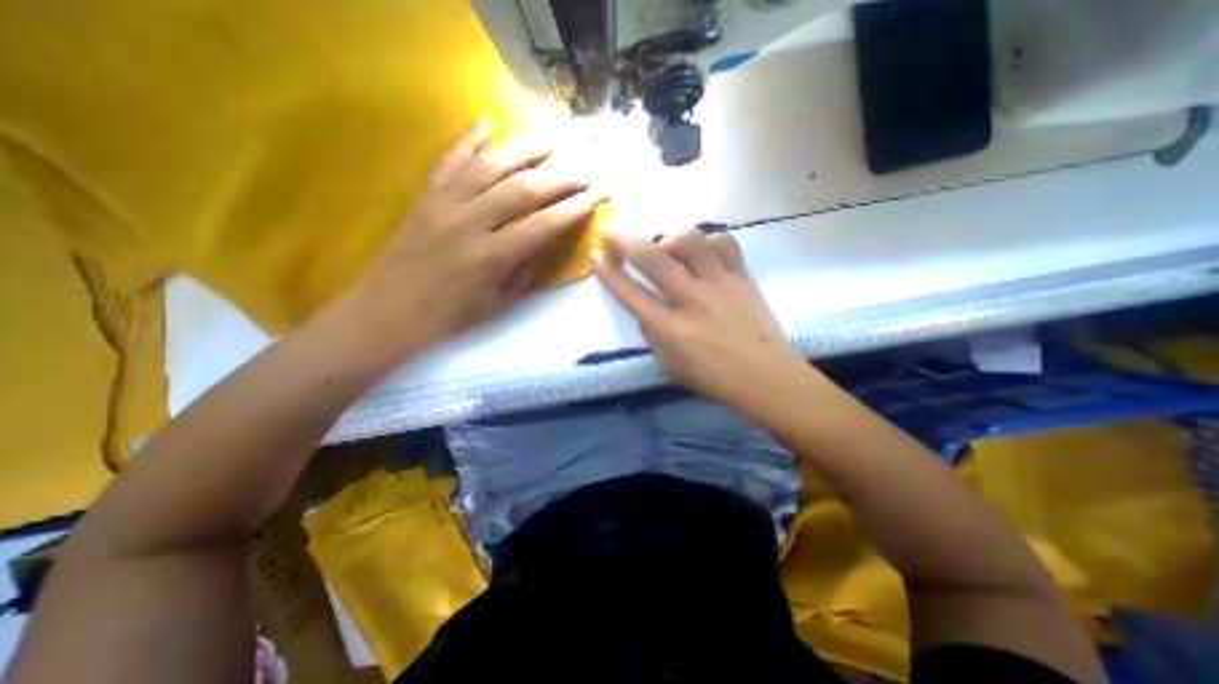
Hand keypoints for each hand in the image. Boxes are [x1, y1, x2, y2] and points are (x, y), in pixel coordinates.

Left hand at [340, 119, 597, 360]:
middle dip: (559, 178)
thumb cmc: (450, 317)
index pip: (542, 225)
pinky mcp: (425, 197)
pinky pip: (449, 161)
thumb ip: (527, 269)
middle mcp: (468, 223)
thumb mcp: (499, 303)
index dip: (572, 210)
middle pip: (522, 190)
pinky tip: (487, 122)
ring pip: (489, 166)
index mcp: (490, 257)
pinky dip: (468, 140)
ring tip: (550, 139)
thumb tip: (550, 239)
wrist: (389, 312)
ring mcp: (443, 204)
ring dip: (523, 150)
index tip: (595, 198)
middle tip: (584, 168)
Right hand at [594, 227, 806, 411]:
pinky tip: (703, 253)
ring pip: (691, 241)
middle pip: (654, 259)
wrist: (766, 378)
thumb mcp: (670, 367)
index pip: (631, 295)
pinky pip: (724, 242)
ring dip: (671, 238)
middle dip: (625, 240)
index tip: (596, 255)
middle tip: (611, 230)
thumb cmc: (714, 379)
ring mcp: (720, 285)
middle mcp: (693, 301)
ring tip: (668, 249)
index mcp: (672, 330)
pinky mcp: (742, 277)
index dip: (609, 274)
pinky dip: (708, 242)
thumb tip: (645, 311)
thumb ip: (653, 337)